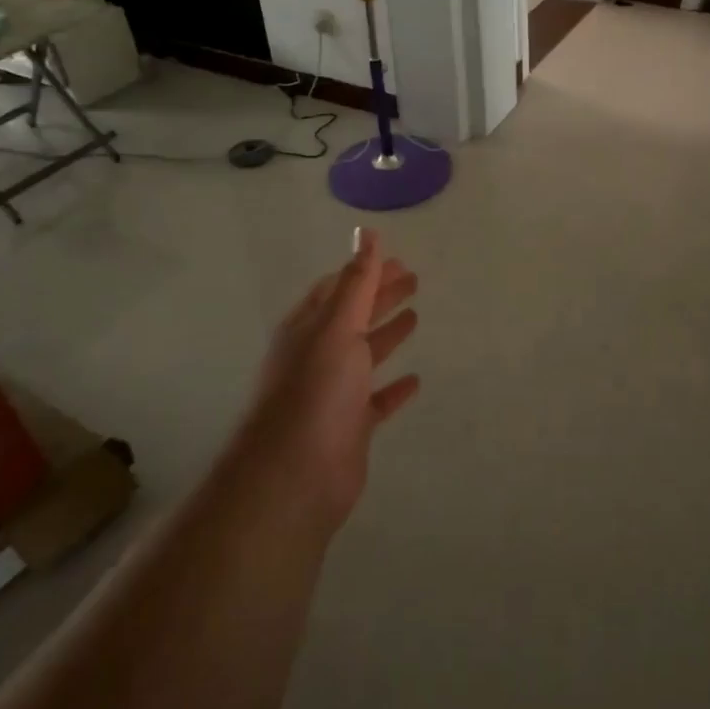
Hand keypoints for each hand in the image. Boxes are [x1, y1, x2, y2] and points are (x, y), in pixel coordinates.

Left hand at [244, 228, 420, 530]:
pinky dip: (394, 388)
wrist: (294, 475)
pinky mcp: (350, 426)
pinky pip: (376, 400)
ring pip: (365, 354)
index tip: (397, 259)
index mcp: (309, 327)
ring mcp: (333, 392)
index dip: (365, 271)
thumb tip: (367, 232)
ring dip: (387, 334)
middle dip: (380, 295)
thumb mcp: (337, 326)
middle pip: (354, 316)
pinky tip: (415, 380)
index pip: (338, 288)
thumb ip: (356, 281)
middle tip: (413, 279)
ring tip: (415, 315)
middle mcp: (318, 355)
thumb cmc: (316, 390)